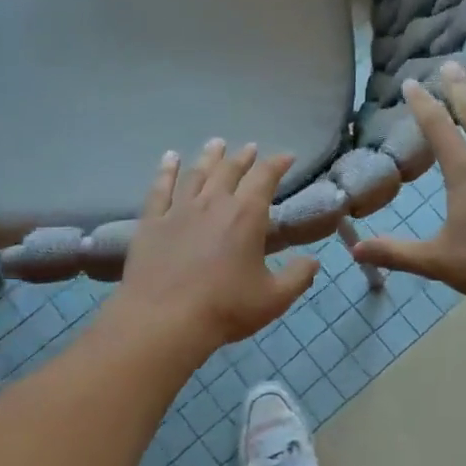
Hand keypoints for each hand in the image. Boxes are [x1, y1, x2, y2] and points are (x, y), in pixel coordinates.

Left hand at [115, 139, 319, 352]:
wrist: (163, 320)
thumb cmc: (225, 308)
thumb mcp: (273, 298)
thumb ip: (297, 277)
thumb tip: (313, 261)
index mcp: (246, 215)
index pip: (265, 178)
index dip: (277, 163)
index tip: (287, 156)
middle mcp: (213, 203)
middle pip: (230, 170)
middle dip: (243, 157)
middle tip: (250, 148)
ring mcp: (179, 210)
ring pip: (197, 173)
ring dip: (209, 157)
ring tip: (216, 144)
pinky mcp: (152, 222)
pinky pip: (160, 188)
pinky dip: (166, 171)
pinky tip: (169, 158)